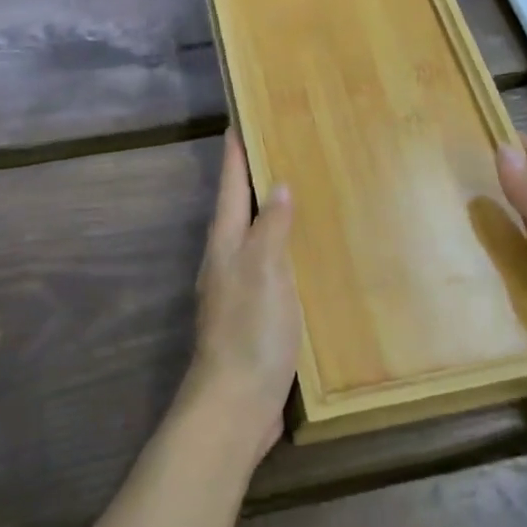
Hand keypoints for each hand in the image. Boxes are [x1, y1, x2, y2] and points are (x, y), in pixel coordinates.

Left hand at [186, 129, 299, 458]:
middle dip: (250, 179)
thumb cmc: (250, 330)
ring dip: (266, 214)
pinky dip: (280, 249)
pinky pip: (267, 267)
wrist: (235, 404)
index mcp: (226, 244)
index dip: (234, 155)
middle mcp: (226, 261)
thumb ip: (270, 227)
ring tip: (292, 193)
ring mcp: (237, 290)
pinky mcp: (253, 316)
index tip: (236, 122)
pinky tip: (301, 255)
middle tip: (274, 149)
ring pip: (252, 238)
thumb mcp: (264, 270)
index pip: (229, 187)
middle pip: (236, 210)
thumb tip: (278, 185)